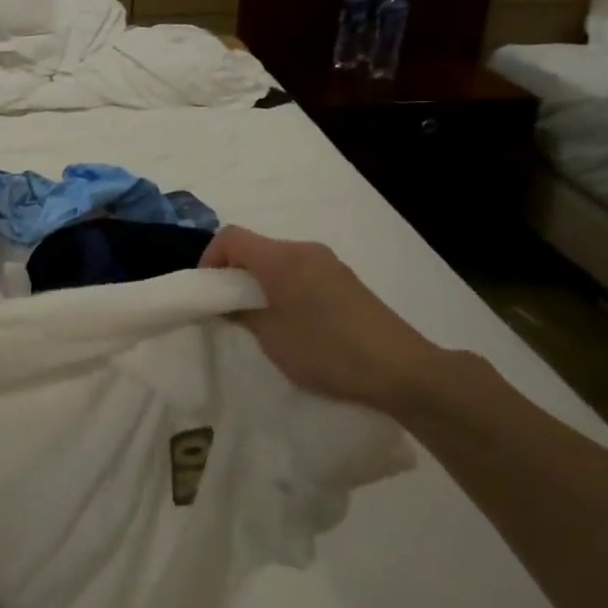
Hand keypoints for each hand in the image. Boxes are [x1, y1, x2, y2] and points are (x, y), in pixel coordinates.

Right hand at [200, 225, 444, 413]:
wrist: (401, 369)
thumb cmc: (328, 351)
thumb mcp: (272, 338)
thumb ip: (242, 314)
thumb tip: (227, 303)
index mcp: (281, 258)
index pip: (231, 237)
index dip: (209, 258)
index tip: (206, 291)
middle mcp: (304, 250)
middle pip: (255, 247)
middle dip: (234, 272)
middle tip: (227, 309)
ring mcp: (328, 262)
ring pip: (277, 260)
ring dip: (259, 281)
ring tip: (258, 318)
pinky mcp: (344, 279)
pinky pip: (300, 270)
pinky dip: (283, 286)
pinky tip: (292, 320)